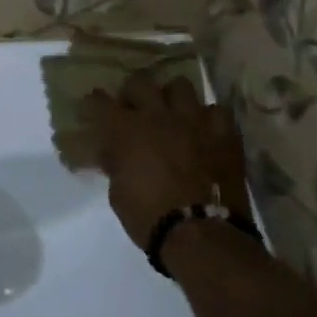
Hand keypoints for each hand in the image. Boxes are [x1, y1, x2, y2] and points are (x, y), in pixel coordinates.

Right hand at [77, 74, 249, 249]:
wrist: (202, 235)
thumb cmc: (149, 217)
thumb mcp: (117, 193)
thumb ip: (114, 164)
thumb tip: (112, 152)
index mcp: (126, 130)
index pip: (100, 101)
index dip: (93, 103)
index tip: (92, 109)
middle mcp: (158, 116)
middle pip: (139, 81)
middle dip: (132, 92)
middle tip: (133, 110)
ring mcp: (193, 121)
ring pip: (180, 86)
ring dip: (171, 98)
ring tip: (171, 114)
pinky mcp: (223, 134)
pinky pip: (216, 110)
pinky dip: (207, 118)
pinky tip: (204, 131)